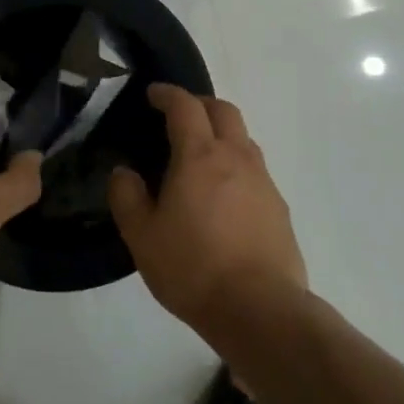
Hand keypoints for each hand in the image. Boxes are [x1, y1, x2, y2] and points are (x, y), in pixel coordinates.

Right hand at [108, 84, 305, 334]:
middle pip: (223, 111)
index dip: (168, 94)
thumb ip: (127, 197)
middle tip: (178, 116)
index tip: (153, 94)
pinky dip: (236, 165)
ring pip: (244, 139)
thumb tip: (124, 172)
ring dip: (222, 133)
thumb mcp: (142, 236)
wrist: (260, 310)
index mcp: (200, 156)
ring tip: (201, 155)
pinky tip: (224, 195)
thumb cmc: (193, 268)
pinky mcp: (279, 208)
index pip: (185, 106)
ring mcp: (263, 181)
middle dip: (200, 104)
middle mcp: (237, 157)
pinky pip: (255, 170)